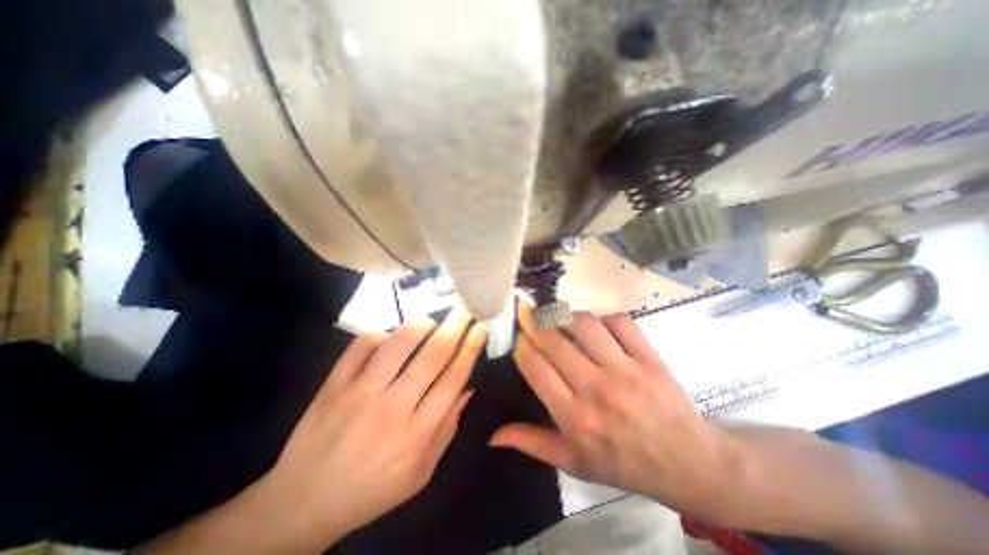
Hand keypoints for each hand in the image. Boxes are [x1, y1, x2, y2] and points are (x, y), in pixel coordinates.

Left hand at [254, 309, 486, 548]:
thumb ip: (447, 428)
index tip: (479, 329)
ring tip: (430, 322)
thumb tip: (467, 387)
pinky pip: (361, 345)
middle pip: (432, 356)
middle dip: (454, 327)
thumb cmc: (372, 490)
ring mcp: (358, 393)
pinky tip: (389, 338)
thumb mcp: (421, 473)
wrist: (302, 503)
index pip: (452, 379)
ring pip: (397, 343)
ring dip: (420, 325)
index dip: (470, 349)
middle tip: (464, 311)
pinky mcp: (333, 385)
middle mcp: (391, 408)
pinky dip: (380, 334)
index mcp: (416, 434)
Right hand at [494, 305, 741, 517]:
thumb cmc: (623, 463)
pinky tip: (599, 328)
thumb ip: (532, 444)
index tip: (520, 339)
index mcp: (575, 418)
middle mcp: (597, 390)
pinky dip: (604, 318)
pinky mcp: (649, 358)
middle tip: (531, 318)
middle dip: (536, 323)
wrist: (688, 463)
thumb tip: (493, 434)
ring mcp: (626, 371)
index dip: (522, 346)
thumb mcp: (573, 463)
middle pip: (555, 340)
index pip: (535, 367)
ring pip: (586, 324)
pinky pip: (620, 322)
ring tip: (561, 320)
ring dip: (567, 316)